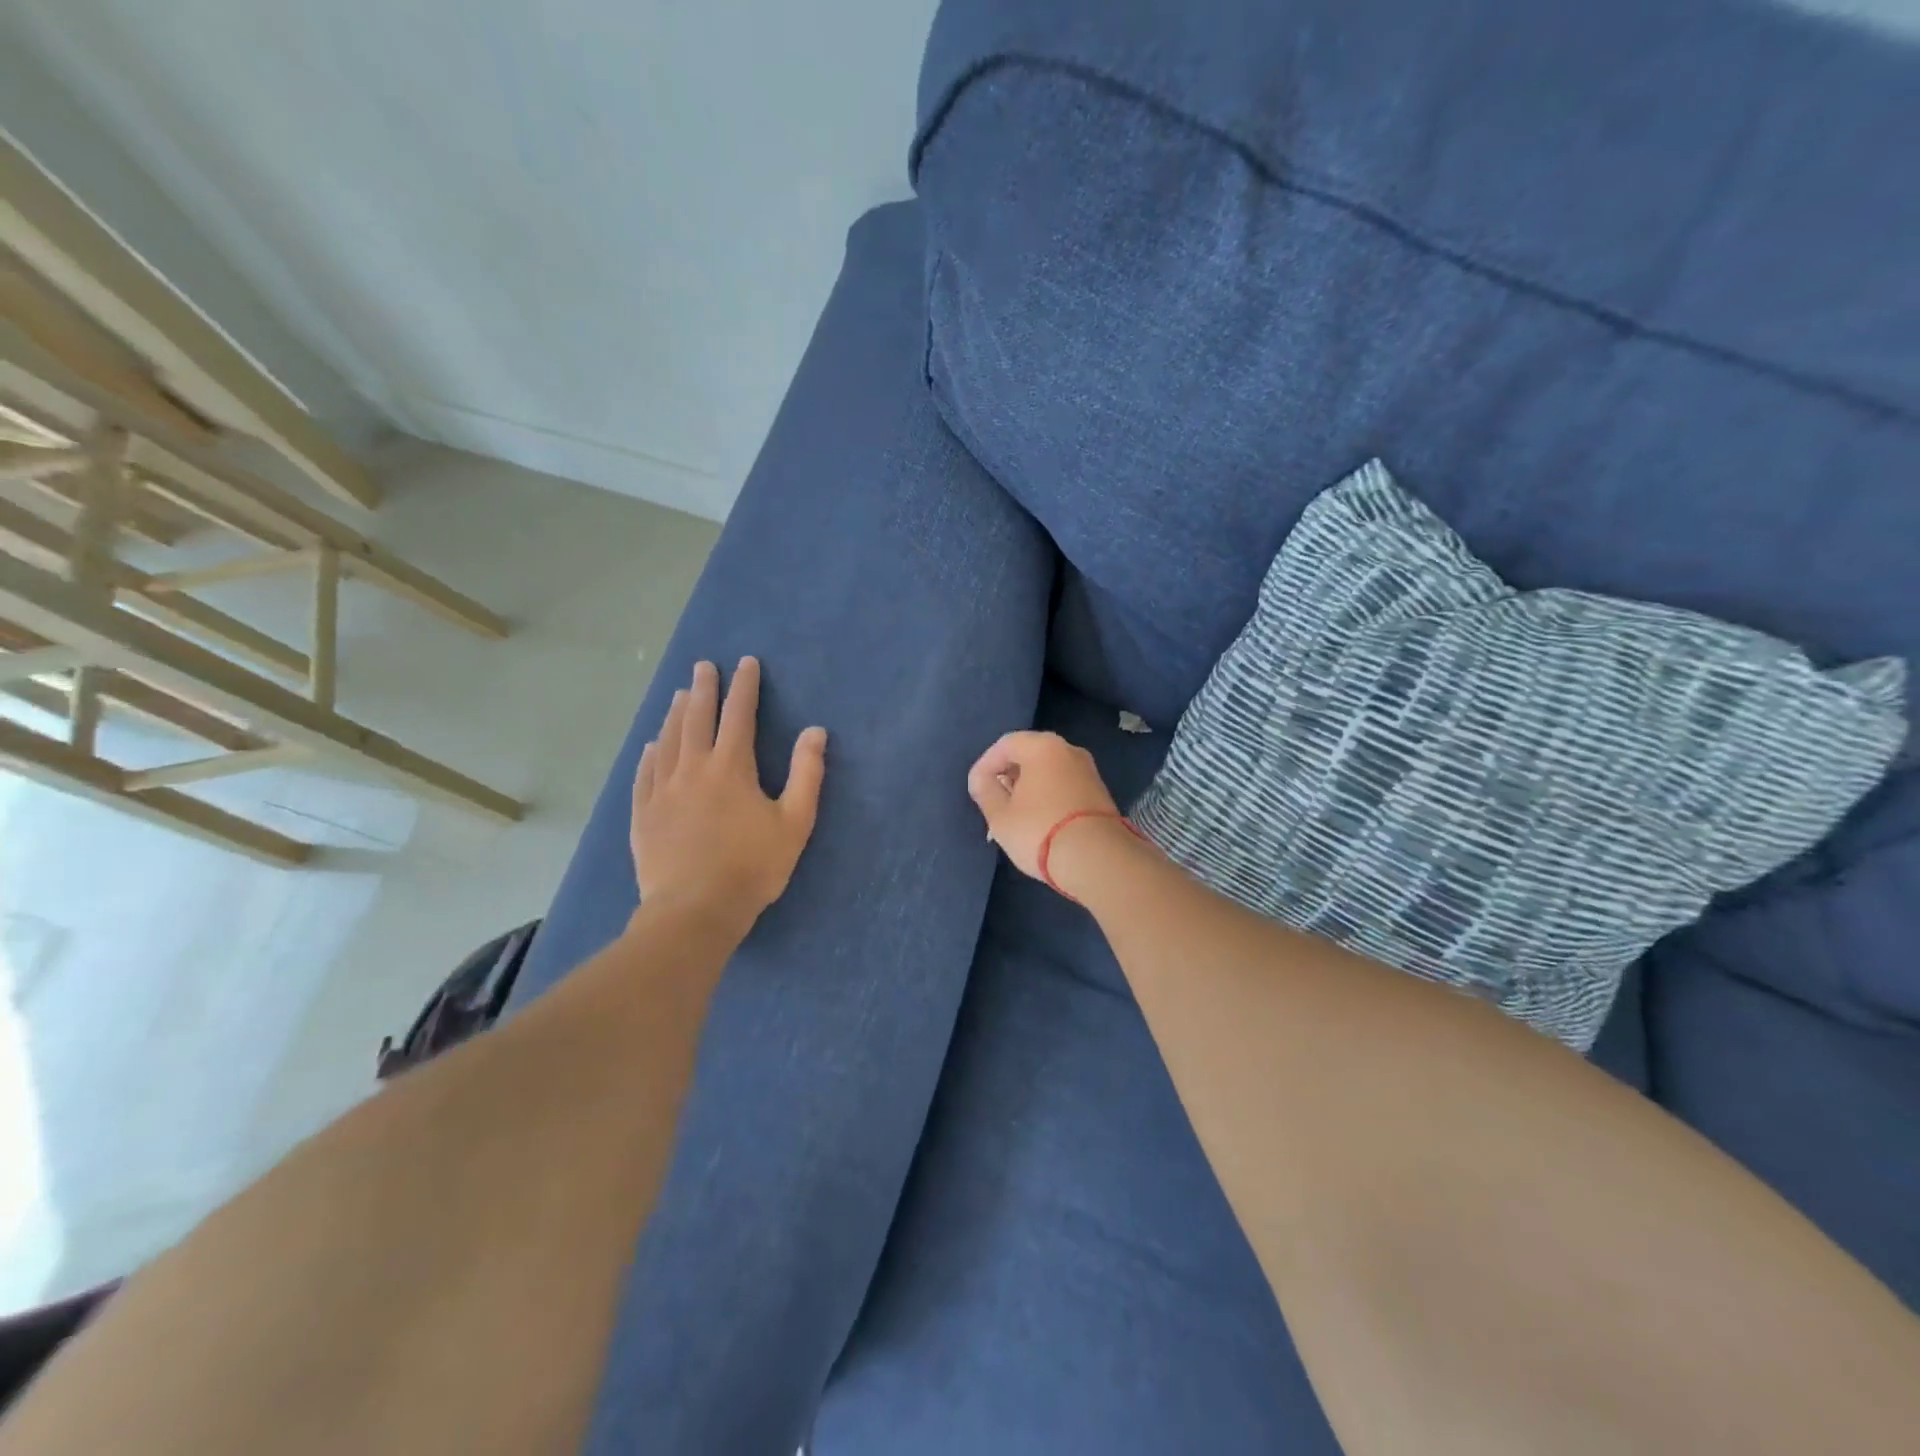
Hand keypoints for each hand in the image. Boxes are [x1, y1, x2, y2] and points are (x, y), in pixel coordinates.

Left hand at [632, 658, 826, 924]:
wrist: (695, 909)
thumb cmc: (753, 866)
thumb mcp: (794, 822)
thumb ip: (806, 774)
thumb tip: (815, 731)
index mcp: (731, 768)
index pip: (738, 715)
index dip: (744, 687)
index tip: (745, 663)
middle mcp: (693, 769)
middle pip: (697, 719)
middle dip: (703, 689)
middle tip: (703, 666)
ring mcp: (663, 791)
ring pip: (668, 741)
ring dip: (675, 714)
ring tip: (679, 694)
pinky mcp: (643, 814)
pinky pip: (645, 774)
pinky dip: (650, 753)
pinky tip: (652, 745)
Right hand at [966, 730, 1122, 883]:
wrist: (1097, 859)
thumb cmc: (1040, 831)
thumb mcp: (1000, 815)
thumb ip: (985, 791)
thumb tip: (981, 779)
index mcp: (1043, 747)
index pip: (1005, 744)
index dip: (986, 764)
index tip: (976, 788)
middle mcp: (1069, 750)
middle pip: (1030, 753)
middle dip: (1008, 774)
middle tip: (995, 798)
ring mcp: (1089, 770)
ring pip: (1049, 770)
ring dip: (1029, 785)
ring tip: (1015, 812)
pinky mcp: (1100, 792)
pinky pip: (1065, 784)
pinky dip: (1049, 794)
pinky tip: (1040, 818)